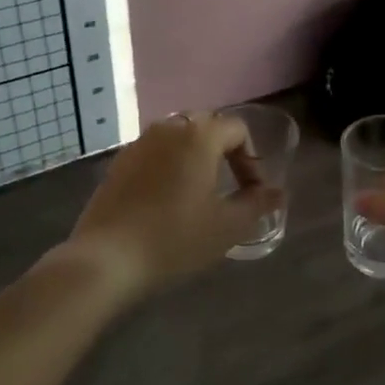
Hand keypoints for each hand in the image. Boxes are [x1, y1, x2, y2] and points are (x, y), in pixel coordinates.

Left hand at [67, 113, 281, 299]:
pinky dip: (169, 165)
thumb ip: (257, 204)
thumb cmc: (174, 238)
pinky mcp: (119, 162)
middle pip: (207, 126)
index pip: (238, 130)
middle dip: (224, 151)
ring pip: (179, 137)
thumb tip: (279, 192)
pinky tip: (167, 199)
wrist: (106, 259)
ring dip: (195, 156)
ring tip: (200, 191)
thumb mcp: (227, 226)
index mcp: (200, 135)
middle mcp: (170, 127)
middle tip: (229, 185)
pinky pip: (155, 152)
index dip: (252, 159)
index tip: (252, 192)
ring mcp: (140, 143)